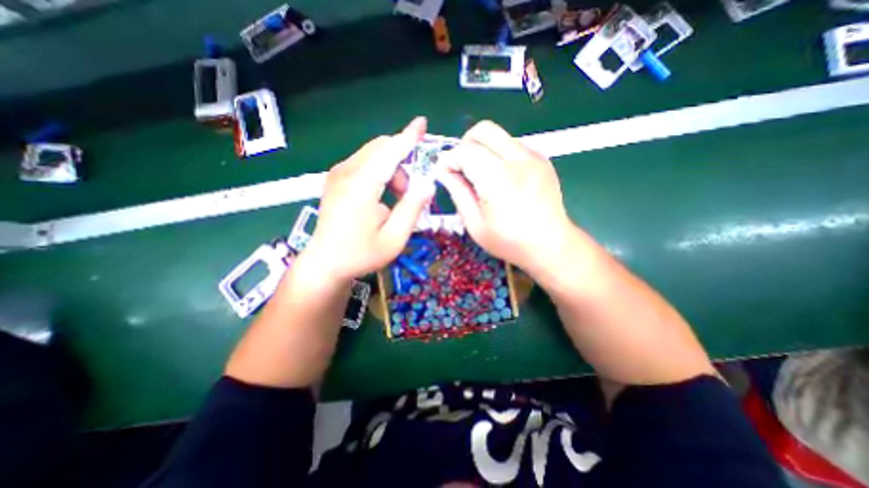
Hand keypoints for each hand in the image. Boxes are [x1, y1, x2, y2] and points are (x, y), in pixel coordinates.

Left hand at [303, 114, 433, 279]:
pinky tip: (381, 195)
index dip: (408, 138)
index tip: (422, 123)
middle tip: (409, 193)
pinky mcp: (336, 178)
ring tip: (395, 199)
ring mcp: (337, 174)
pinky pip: (364, 163)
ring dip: (392, 170)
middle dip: (402, 164)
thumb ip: (412, 208)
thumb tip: (427, 183)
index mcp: (360, 187)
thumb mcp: (395, 238)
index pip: (389, 153)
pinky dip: (380, 172)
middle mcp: (346, 173)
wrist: (326, 263)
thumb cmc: (361, 254)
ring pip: (373, 155)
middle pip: (381, 149)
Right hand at [438, 118, 574, 278]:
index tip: (444, 173)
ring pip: (499, 135)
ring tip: (480, 174)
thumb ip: (458, 194)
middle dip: (465, 144)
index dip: (449, 159)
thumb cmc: (509, 241)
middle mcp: (518, 160)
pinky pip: (513, 145)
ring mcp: (533, 157)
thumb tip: (443, 172)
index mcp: (498, 180)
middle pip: (484, 130)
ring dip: (482, 148)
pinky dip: (499, 154)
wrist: (551, 245)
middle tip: (461, 166)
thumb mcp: (475, 225)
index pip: (466, 151)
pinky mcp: (542, 159)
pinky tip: (500, 177)